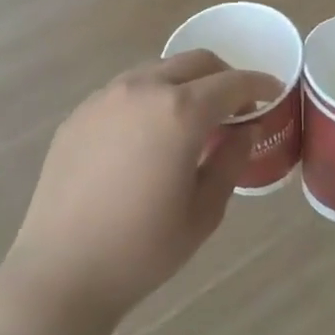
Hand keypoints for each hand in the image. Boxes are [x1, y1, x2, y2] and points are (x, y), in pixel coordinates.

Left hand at [2, 52, 276, 330]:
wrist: (60, 272)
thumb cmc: (142, 249)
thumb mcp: (203, 211)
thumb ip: (231, 160)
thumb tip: (245, 130)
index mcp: (180, 112)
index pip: (232, 83)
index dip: (259, 84)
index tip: (274, 93)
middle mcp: (143, 89)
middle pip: (196, 62)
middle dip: (224, 76)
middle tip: (236, 108)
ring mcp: (105, 97)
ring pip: (159, 70)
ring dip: (185, 84)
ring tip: (192, 120)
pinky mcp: (80, 113)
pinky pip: (126, 90)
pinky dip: (151, 98)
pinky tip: (148, 135)